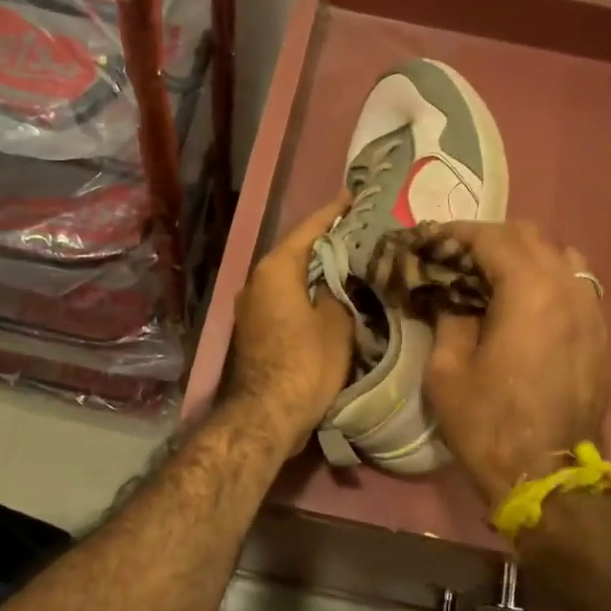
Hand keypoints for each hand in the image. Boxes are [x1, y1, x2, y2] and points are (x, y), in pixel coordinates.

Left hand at [227, 191, 355, 457]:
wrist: (268, 414)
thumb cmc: (306, 364)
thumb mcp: (336, 324)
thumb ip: (338, 293)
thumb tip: (334, 284)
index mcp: (275, 269)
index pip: (309, 229)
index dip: (334, 212)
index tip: (354, 196)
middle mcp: (257, 280)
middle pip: (297, 252)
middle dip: (326, 241)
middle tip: (359, 230)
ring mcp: (251, 306)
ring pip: (290, 277)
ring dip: (316, 269)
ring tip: (349, 259)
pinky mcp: (255, 328)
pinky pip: (285, 297)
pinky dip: (307, 291)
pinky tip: (330, 294)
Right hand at [423, 221, 608, 507]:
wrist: (548, 475)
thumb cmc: (488, 424)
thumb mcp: (447, 371)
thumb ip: (450, 320)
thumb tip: (455, 299)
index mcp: (529, 292)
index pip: (492, 238)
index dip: (457, 233)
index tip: (430, 239)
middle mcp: (568, 289)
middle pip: (531, 238)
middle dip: (489, 238)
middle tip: (456, 256)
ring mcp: (591, 311)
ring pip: (561, 256)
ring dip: (524, 255)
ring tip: (493, 275)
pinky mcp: (599, 334)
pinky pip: (576, 285)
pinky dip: (547, 279)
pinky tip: (524, 302)